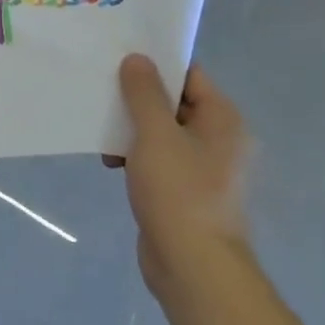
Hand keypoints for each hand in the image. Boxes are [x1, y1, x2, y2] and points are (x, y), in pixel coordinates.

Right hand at [105, 58, 251, 297]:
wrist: (194, 268)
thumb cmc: (179, 192)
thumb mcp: (155, 134)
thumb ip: (144, 93)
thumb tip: (138, 59)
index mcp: (223, 120)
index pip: (189, 75)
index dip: (156, 63)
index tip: (120, 57)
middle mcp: (220, 140)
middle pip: (174, 102)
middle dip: (138, 97)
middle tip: (102, 87)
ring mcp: (204, 168)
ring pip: (163, 132)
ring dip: (133, 128)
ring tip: (101, 129)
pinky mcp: (186, 192)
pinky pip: (159, 159)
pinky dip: (136, 155)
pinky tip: (110, 162)